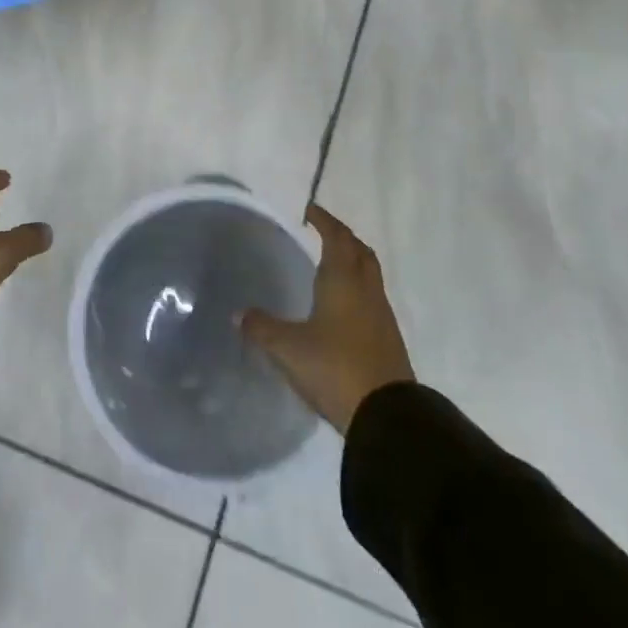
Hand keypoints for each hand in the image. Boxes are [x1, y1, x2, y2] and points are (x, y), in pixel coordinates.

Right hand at [239, 204, 413, 433]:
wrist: (388, 417)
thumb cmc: (335, 368)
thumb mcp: (288, 348)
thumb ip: (262, 328)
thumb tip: (238, 313)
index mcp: (343, 280)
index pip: (336, 237)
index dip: (324, 221)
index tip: (309, 210)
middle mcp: (366, 290)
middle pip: (359, 251)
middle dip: (342, 236)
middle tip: (322, 231)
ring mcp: (382, 315)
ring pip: (369, 274)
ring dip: (353, 261)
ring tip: (331, 264)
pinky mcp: (389, 339)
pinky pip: (373, 298)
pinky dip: (358, 288)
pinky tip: (343, 305)